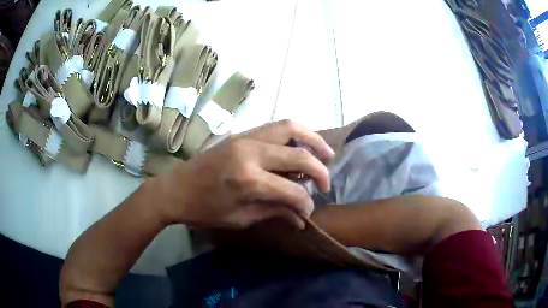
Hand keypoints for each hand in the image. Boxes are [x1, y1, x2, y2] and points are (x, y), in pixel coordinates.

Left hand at [156, 120, 334, 228]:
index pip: (293, 191)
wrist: (175, 189)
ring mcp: (245, 138)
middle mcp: (251, 153)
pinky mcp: (241, 134)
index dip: (306, 203)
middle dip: (319, 170)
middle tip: (326, 183)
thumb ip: (275, 213)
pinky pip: (275, 126)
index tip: (309, 211)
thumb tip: (302, 218)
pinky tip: (301, 145)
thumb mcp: (240, 218)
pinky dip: (294, 133)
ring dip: (312, 139)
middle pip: (298, 154)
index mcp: (249, 181)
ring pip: (289, 127)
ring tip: (325, 153)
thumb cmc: (204, 210)